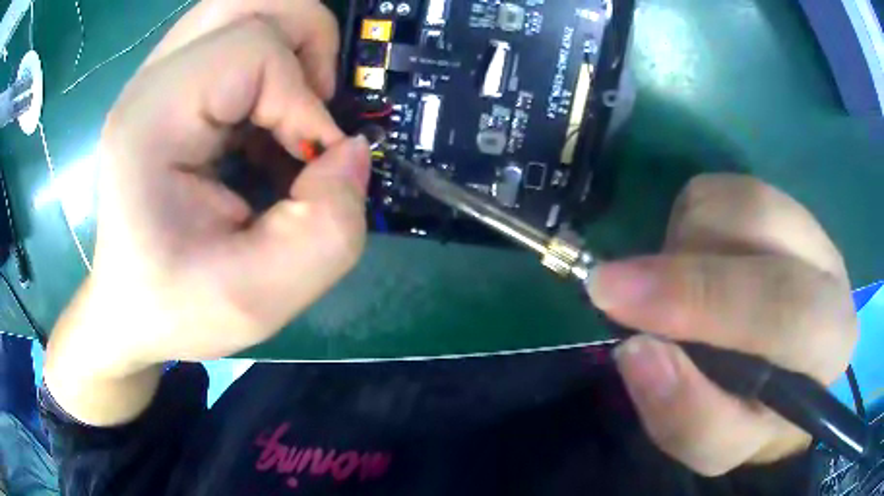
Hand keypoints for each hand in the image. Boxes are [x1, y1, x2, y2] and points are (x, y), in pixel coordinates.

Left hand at [45, 0, 369, 423]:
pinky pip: (236, 36)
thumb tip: (352, 152)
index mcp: (151, 122)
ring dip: (291, 44)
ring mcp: (158, 79)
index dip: (302, 97)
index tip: (312, 161)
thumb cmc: (177, 309)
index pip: (251, 49)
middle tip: (313, 102)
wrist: (130, 309)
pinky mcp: (171, 86)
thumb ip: (328, 229)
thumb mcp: (259, 299)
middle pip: (249, 1)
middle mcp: (150, 83)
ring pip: (245, 7)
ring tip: (293, 106)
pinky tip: (265, 119)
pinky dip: (273, 63)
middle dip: (306, 39)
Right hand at [588, 174, 856, 474]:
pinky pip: (716, 191)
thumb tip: (635, 349)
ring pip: (730, 197)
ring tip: (680, 295)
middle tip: (614, 289)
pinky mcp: (777, 205)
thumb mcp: (718, 445)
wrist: (785, 378)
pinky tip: (697, 268)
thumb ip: (686, 415)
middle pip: (758, 222)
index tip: (616, 304)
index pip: (783, 306)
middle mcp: (828, 267)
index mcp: (829, 339)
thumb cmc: (754, 419)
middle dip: (683, 259)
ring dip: (685, 246)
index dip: (700, 299)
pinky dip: (688, 226)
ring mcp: (805, 225)